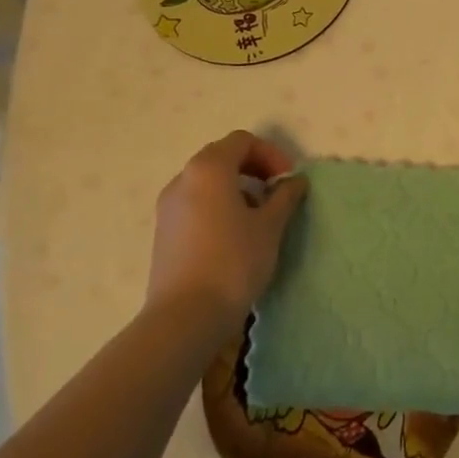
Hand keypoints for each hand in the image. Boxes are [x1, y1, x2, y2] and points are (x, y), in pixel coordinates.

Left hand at [147, 130, 307, 321]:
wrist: (185, 316)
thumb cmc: (234, 261)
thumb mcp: (270, 226)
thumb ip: (285, 196)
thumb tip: (294, 181)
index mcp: (209, 168)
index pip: (243, 141)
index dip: (271, 154)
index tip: (288, 181)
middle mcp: (183, 179)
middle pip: (223, 157)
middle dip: (254, 169)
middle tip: (277, 194)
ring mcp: (168, 206)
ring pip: (207, 182)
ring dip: (237, 188)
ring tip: (259, 218)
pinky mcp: (164, 232)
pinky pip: (195, 204)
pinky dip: (218, 206)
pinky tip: (234, 237)